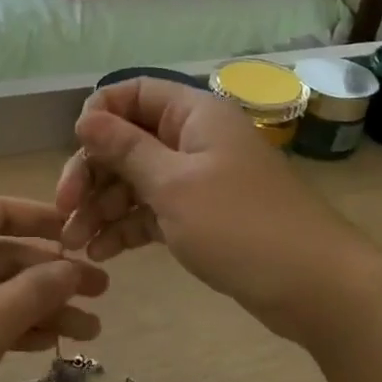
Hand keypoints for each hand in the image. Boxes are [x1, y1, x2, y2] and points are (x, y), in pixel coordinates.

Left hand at [0, 197, 108, 381]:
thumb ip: (38, 289)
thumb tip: (72, 268)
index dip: (42, 220)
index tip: (80, 235)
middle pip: (5, 256)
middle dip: (54, 275)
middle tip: (102, 292)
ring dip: (42, 307)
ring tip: (91, 330)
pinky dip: (14, 326)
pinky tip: (51, 342)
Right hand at [55, 76, 379, 338]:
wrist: (317, 287)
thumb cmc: (241, 226)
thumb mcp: (173, 185)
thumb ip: (125, 149)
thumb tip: (85, 117)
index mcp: (193, 114)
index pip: (131, 93)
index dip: (98, 117)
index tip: (75, 153)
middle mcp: (193, 139)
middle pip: (126, 141)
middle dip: (91, 175)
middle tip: (65, 212)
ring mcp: (198, 179)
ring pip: (135, 180)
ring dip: (101, 207)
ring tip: (75, 242)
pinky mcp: (200, 216)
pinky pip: (151, 210)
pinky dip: (125, 228)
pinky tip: (100, 252)